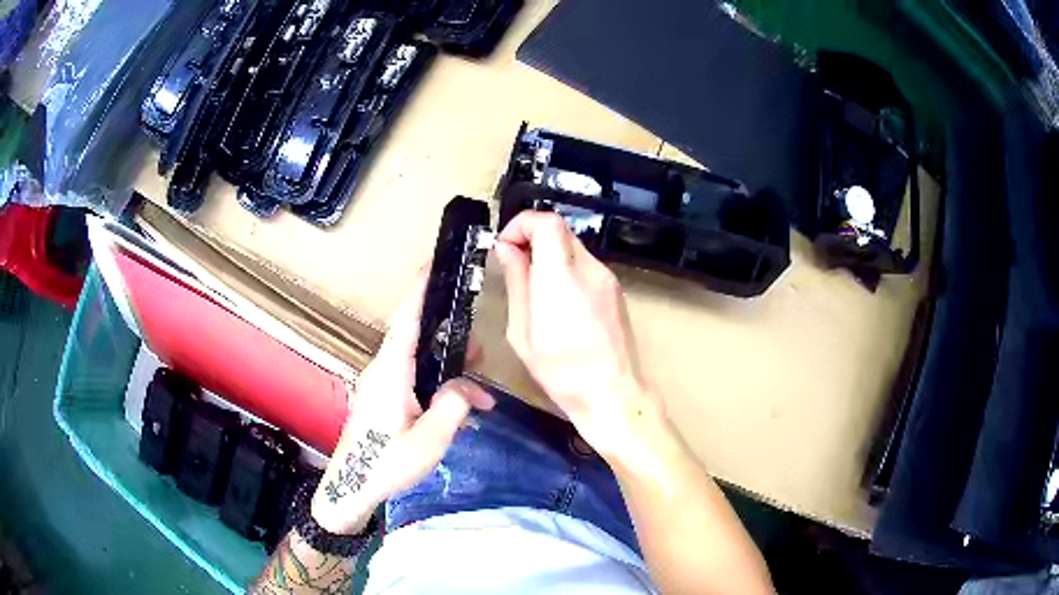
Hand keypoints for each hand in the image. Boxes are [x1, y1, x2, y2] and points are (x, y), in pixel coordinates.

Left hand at [310, 271, 494, 534]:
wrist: (352, 488)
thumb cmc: (386, 464)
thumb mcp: (429, 440)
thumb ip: (453, 407)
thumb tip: (468, 388)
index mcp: (390, 372)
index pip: (407, 320)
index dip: (420, 290)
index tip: (434, 265)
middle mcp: (383, 370)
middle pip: (416, 338)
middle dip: (448, 334)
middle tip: (480, 342)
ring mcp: (381, 384)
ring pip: (418, 361)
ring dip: (445, 365)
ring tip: (476, 376)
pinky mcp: (383, 399)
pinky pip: (413, 378)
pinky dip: (436, 383)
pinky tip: (458, 403)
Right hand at [495, 212, 658, 460]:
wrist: (612, 394)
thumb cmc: (561, 371)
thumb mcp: (522, 332)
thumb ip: (516, 283)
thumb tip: (507, 250)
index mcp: (562, 278)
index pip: (546, 222)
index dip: (521, 224)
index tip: (504, 246)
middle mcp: (589, 269)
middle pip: (559, 230)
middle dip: (531, 239)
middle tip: (513, 266)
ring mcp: (607, 278)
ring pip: (572, 246)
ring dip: (548, 255)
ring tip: (533, 288)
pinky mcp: (615, 290)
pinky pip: (584, 265)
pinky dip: (565, 269)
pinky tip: (558, 302)